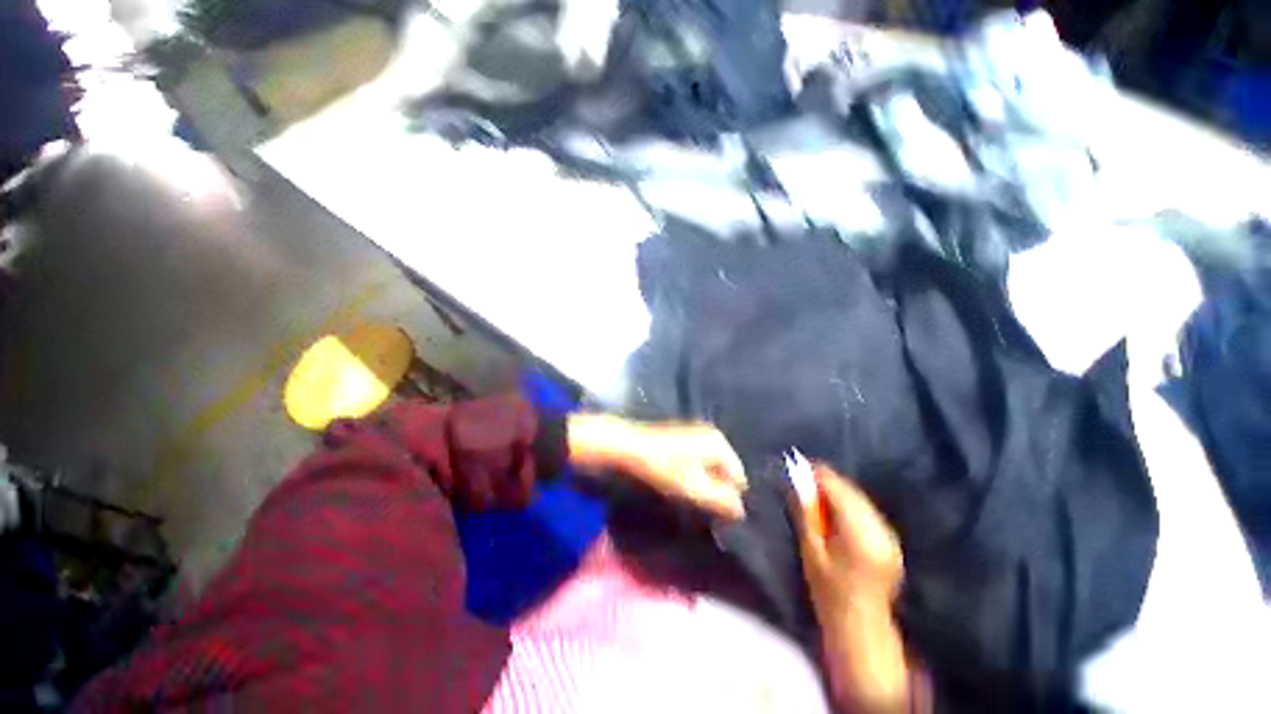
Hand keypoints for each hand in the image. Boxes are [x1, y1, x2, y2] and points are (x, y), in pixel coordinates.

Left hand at [567, 414, 746, 519]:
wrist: (628, 448)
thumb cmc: (663, 468)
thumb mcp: (695, 489)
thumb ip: (722, 502)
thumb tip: (742, 512)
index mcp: (719, 443)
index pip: (740, 479)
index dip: (731, 499)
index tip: (717, 515)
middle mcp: (713, 436)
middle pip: (727, 473)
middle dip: (719, 492)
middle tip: (704, 509)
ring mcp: (698, 436)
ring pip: (713, 469)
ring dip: (707, 486)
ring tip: (693, 500)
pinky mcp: (685, 440)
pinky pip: (701, 464)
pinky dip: (697, 477)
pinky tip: (683, 486)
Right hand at [794, 465, 902, 610]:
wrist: (862, 627)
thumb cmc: (829, 592)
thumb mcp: (811, 552)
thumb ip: (805, 515)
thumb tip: (795, 483)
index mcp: (860, 533)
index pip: (838, 490)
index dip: (818, 475)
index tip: (799, 465)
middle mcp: (880, 529)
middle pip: (851, 491)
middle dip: (827, 481)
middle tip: (804, 479)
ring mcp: (890, 535)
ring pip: (861, 498)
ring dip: (838, 492)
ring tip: (817, 493)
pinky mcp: (891, 540)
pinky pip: (867, 510)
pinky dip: (850, 504)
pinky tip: (836, 510)